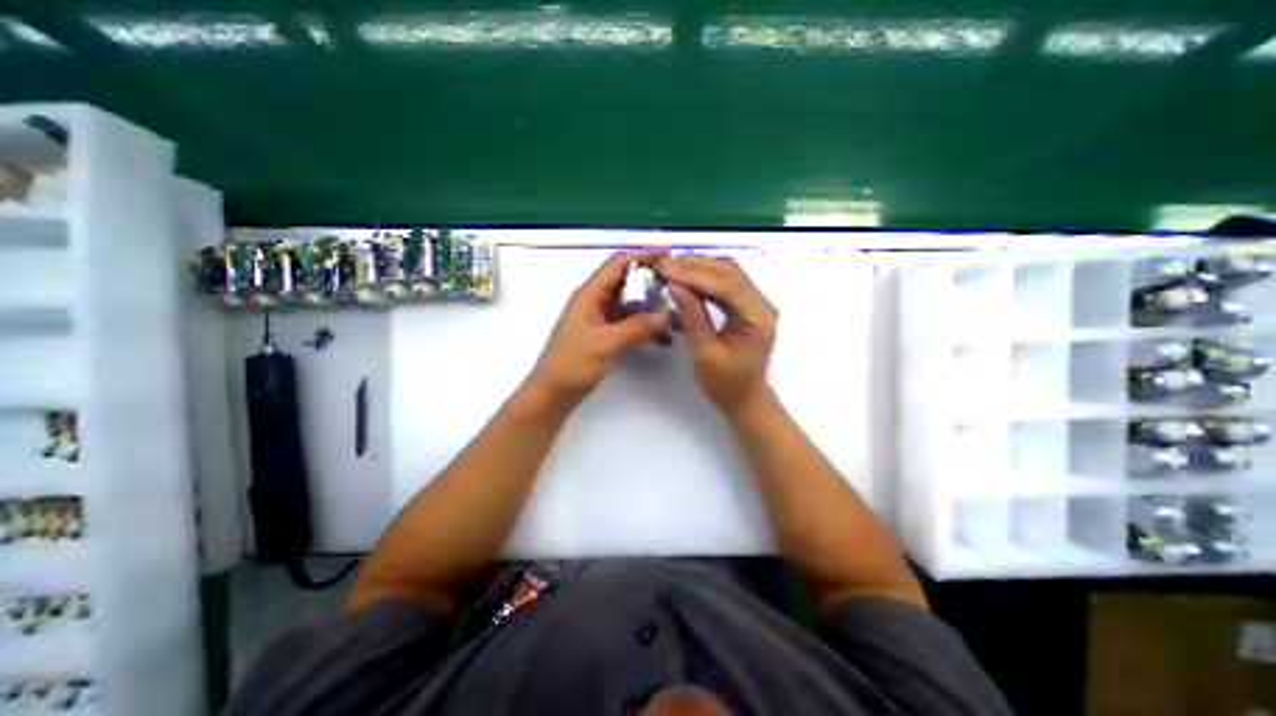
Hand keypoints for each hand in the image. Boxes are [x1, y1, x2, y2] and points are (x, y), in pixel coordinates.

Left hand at [527, 247, 671, 403]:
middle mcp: (595, 302)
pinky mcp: (606, 335)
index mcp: (589, 295)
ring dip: (652, 308)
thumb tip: (666, 315)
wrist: (553, 394)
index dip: (642, 255)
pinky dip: (646, 327)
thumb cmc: (571, 365)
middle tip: (679, 288)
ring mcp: (601, 319)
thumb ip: (636, 328)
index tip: (668, 254)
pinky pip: (630, 324)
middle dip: (652, 283)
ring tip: (676, 317)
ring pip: (631, 305)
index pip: (617, 264)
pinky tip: (663, 338)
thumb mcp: (604, 344)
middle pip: (627, 283)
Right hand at [657, 254, 777, 414]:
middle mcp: (761, 304)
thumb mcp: (705, 353)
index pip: (727, 285)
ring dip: (698, 268)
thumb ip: (692, 316)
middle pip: (729, 272)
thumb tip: (674, 285)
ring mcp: (754, 303)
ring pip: (726, 274)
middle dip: (695, 266)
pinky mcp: (745, 306)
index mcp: (757, 318)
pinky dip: (703, 279)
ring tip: (670, 267)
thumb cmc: (725, 384)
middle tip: (665, 265)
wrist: (743, 398)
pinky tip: (684, 278)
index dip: (695, 275)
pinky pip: (724, 284)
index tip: (667, 270)